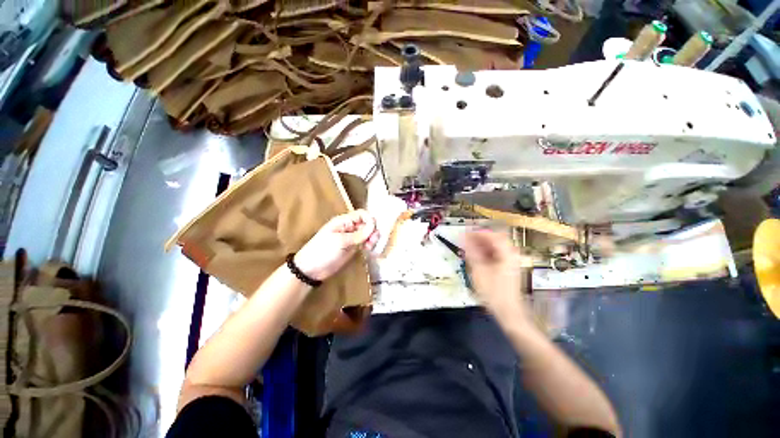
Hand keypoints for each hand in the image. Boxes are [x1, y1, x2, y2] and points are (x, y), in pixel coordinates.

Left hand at [294, 210, 379, 281]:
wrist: (311, 269)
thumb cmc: (323, 251)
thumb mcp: (340, 241)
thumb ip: (358, 234)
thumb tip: (374, 226)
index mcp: (344, 221)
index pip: (362, 214)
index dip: (370, 220)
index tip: (374, 230)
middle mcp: (349, 227)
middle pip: (367, 224)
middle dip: (373, 230)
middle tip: (373, 241)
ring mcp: (352, 238)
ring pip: (367, 233)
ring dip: (372, 238)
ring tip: (370, 247)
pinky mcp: (353, 248)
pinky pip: (365, 242)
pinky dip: (370, 245)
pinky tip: (369, 250)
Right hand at [462, 229, 532, 324]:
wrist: (508, 312)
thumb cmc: (493, 291)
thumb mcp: (479, 271)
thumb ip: (472, 252)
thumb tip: (464, 238)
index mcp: (506, 253)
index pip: (492, 235)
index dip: (478, 233)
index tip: (465, 233)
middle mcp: (511, 255)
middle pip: (495, 239)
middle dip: (479, 238)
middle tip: (466, 240)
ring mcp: (510, 262)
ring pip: (495, 247)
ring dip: (482, 245)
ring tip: (468, 248)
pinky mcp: (507, 269)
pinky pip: (496, 255)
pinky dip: (485, 253)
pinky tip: (476, 257)